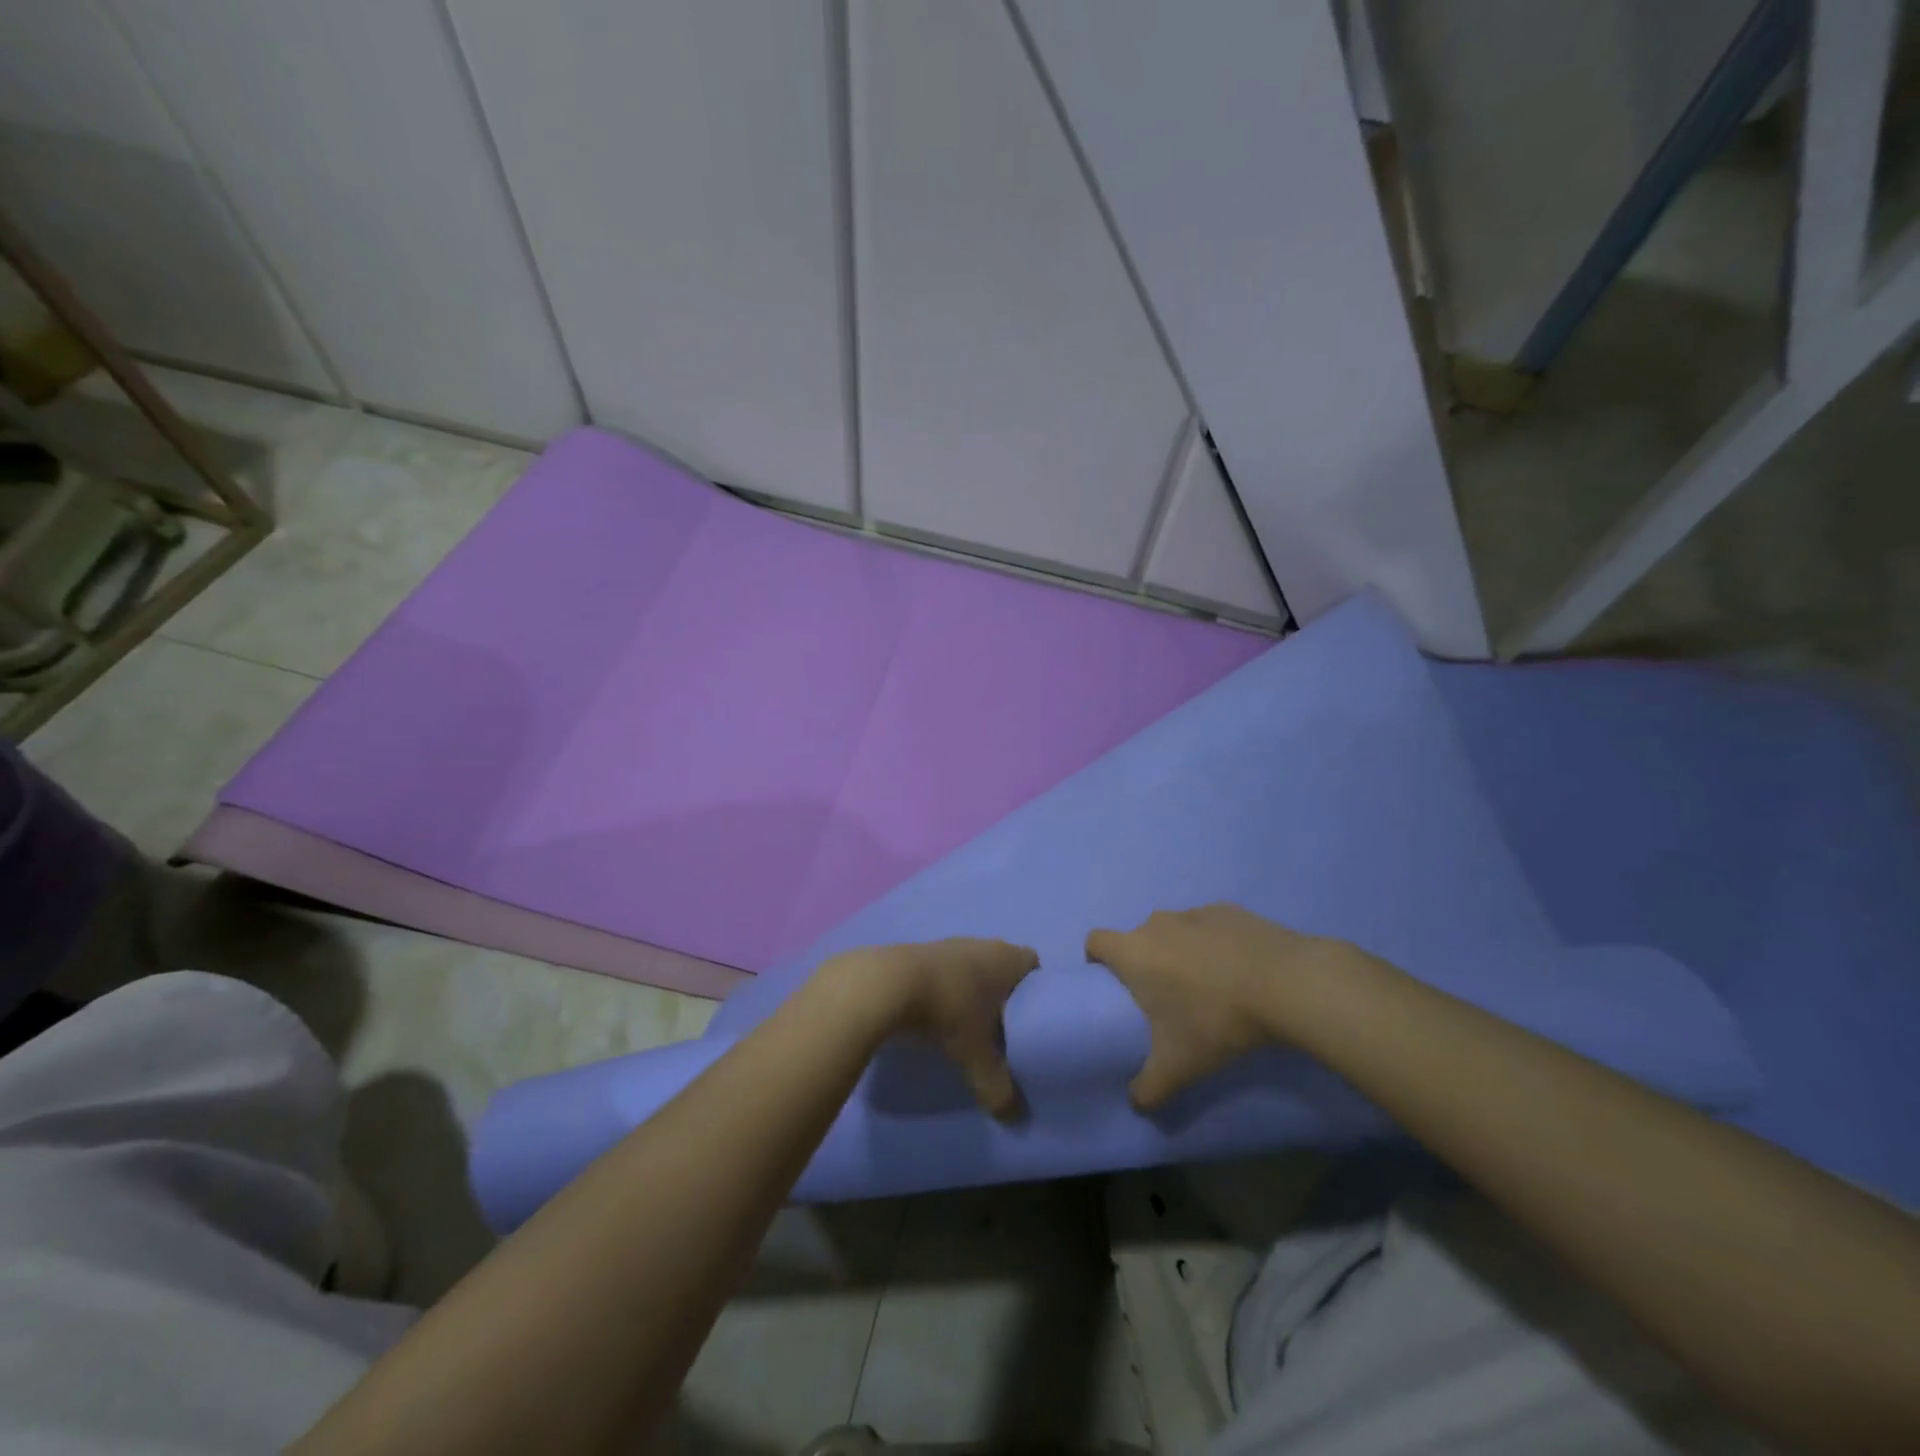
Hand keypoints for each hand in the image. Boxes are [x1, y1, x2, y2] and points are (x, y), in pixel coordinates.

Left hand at [824, 938, 1038, 1119]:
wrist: (889, 984)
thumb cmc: (949, 1010)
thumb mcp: (977, 1055)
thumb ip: (998, 1086)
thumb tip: (1014, 1117)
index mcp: (1006, 958)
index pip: (1033, 965)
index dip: (1035, 990)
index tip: (1031, 1018)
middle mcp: (982, 944)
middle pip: (1002, 966)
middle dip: (1003, 994)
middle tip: (1003, 1029)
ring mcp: (949, 945)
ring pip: (972, 967)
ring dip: (972, 991)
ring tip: (969, 1025)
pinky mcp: (921, 952)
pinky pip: (945, 971)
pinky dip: (946, 989)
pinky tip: (938, 1015)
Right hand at [1086, 905, 1360, 1110]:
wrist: (1285, 983)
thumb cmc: (1216, 1020)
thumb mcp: (1179, 1066)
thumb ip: (1149, 1088)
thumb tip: (1136, 1104)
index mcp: (1134, 952)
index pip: (1096, 941)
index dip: (1098, 960)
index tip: (1115, 987)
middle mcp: (1157, 924)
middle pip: (1138, 938)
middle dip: (1146, 963)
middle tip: (1167, 999)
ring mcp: (1195, 913)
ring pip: (1174, 931)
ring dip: (1181, 952)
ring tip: (1209, 986)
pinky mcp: (1229, 910)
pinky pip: (1209, 927)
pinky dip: (1215, 944)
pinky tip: (1239, 971)